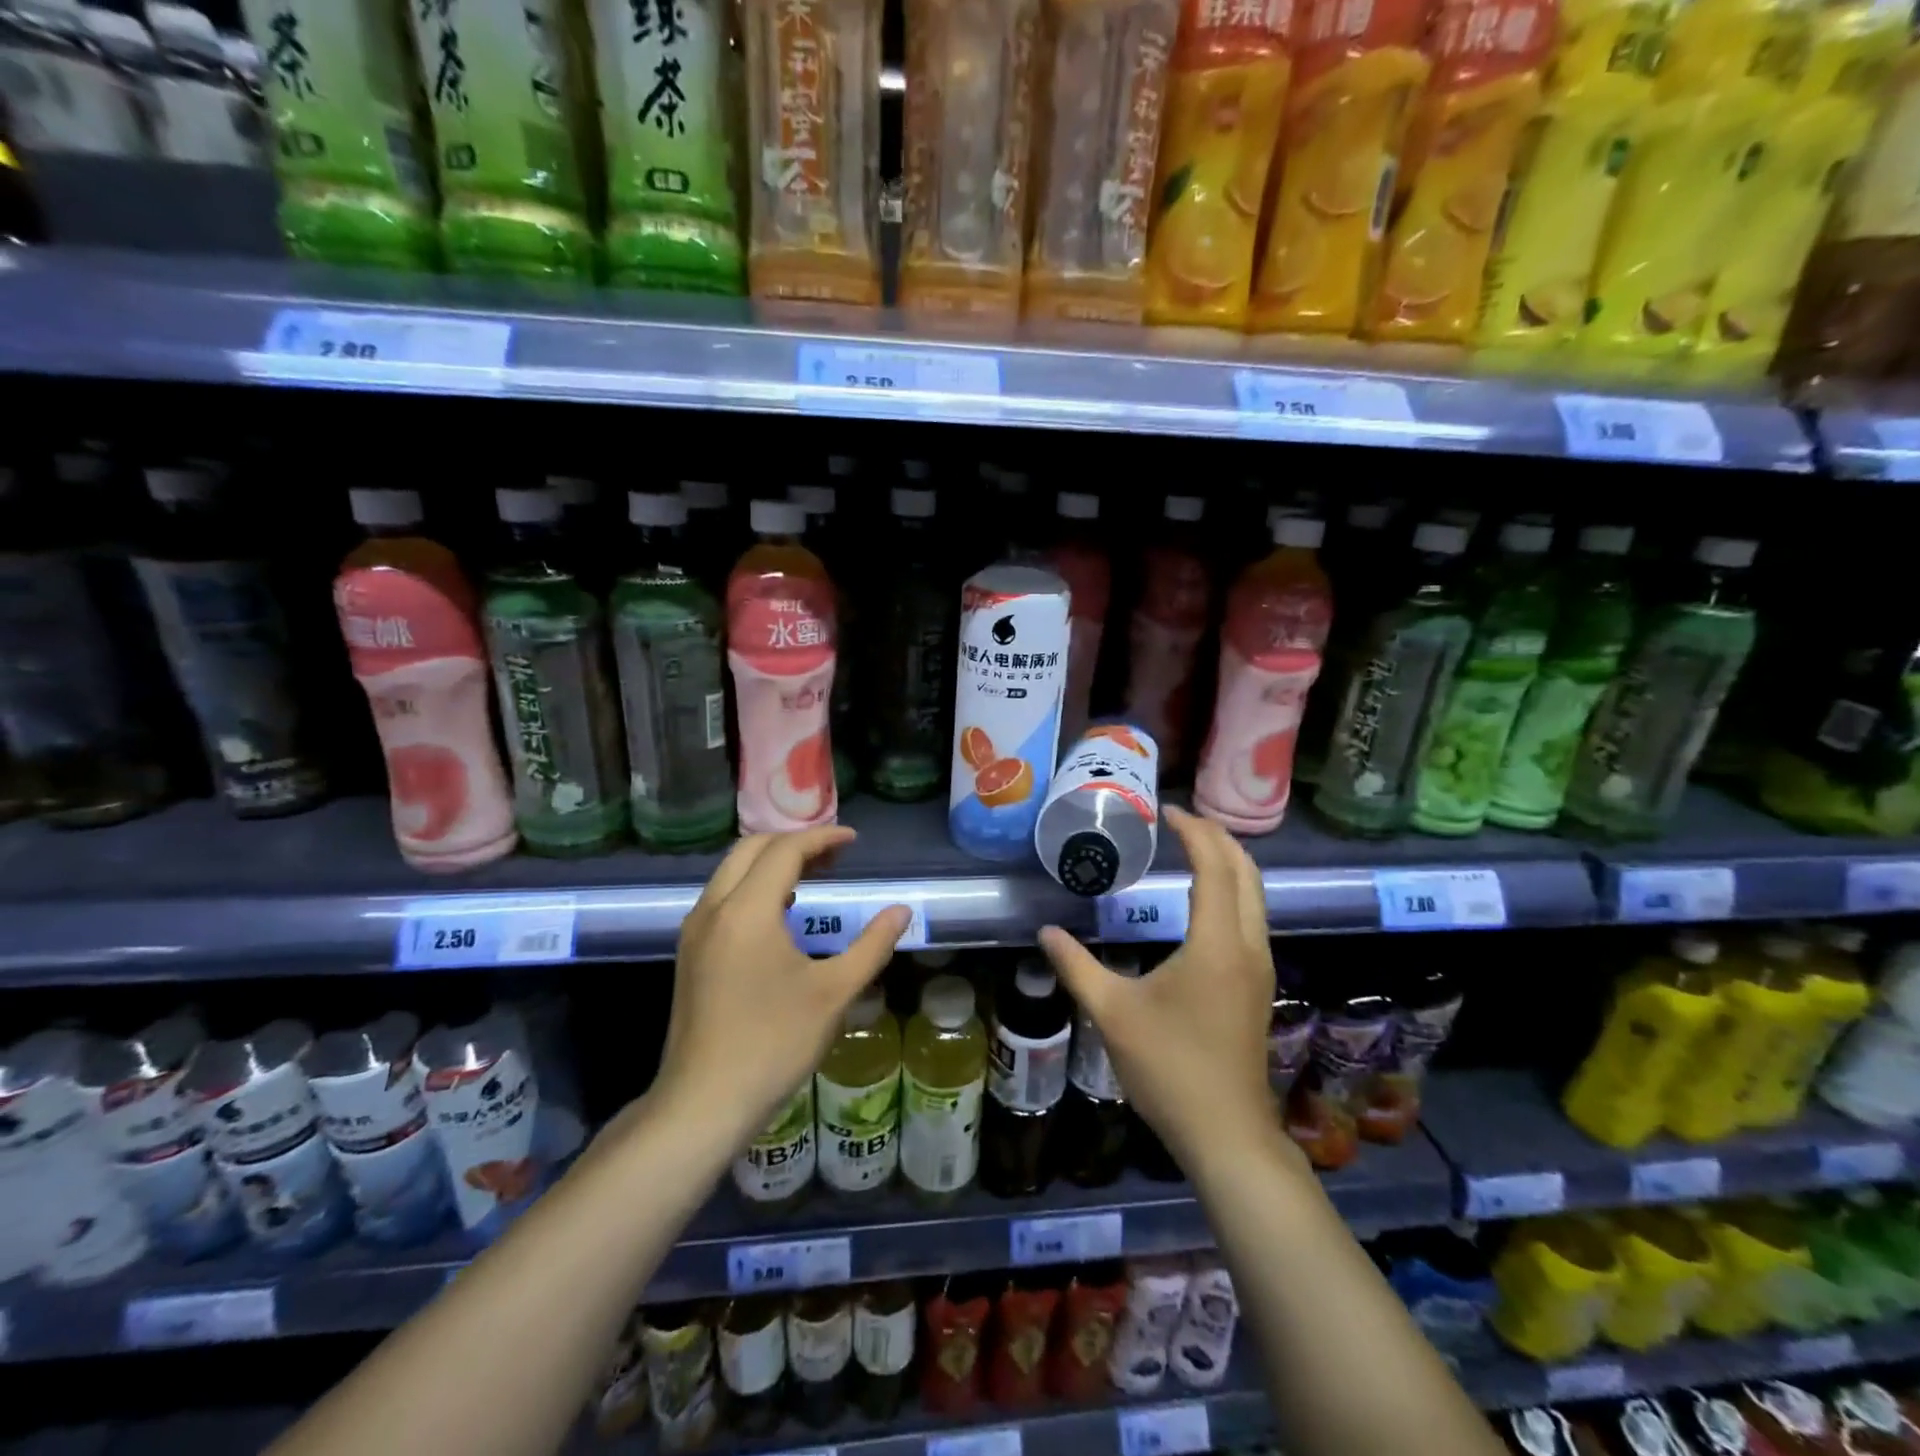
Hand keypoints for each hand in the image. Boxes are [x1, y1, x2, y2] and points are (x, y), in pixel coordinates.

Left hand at [653, 827, 910, 1148]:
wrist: (703, 1103)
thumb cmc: (773, 1044)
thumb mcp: (834, 993)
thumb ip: (872, 945)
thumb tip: (901, 911)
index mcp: (747, 910)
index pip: (785, 850)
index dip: (822, 838)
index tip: (853, 841)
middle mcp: (713, 909)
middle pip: (751, 849)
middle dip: (794, 842)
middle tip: (834, 856)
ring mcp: (695, 931)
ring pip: (732, 871)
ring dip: (771, 862)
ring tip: (813, 876)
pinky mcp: (690, 952)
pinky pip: (722, 896)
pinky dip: (753, 885)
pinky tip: (781, 914)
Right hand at [1038, 806, 1285, 1174]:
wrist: (1226, 1133)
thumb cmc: (1169, 1068)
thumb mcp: (1112, 1013)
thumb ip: (1076, 966)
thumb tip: (1045, 932)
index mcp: (1217, 943)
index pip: (1214, 866)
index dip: (1193, 831)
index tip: (1164, 811)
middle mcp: (1249, 945)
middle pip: (1246, 871)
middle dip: (1217, 837)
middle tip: (1179, 820)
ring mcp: (1260, 966)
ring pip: (1256, 894)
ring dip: (1228, 862)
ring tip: (1191, 847)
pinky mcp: (1258, 984)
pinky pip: (1253, 916)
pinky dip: (1233, 889)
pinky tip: (1203, 898)